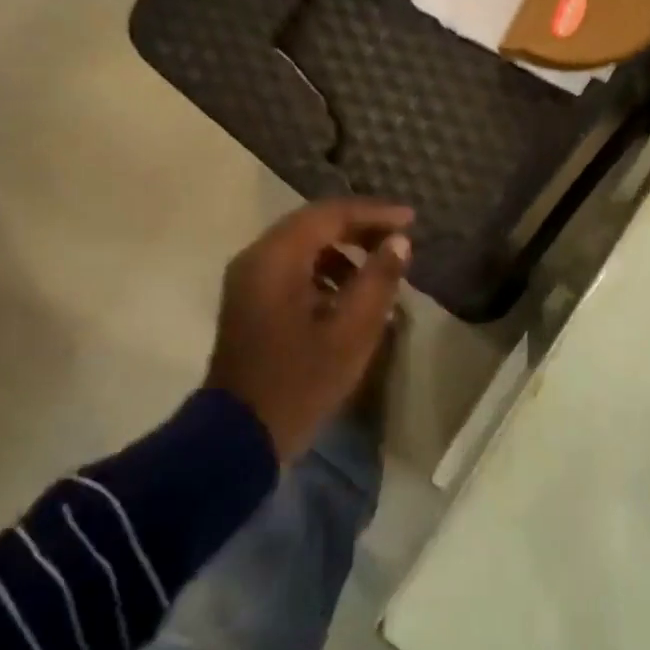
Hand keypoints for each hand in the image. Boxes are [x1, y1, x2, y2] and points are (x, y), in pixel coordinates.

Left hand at [206, 198, 412, 460]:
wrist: (238, 437)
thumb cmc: (299, 382)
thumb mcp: (351, 333)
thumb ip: (378, 280)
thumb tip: (399, 242)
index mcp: (276, 258)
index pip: (331, 214)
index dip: (375, 213)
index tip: (411, 220)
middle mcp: (257, 257)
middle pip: (314, 223)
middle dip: (360, 227)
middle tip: (399, 238)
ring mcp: (249, 278)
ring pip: (303, 244)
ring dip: (343, 248)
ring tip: (380, 266)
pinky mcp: (250, 299)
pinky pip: (292, 266)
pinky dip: (324, 268)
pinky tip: (350, 291)